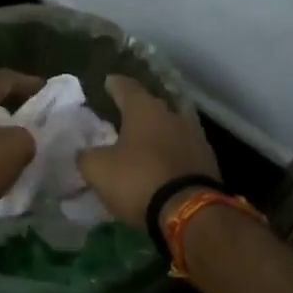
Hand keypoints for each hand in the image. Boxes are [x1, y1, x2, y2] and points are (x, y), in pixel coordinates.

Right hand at [77, 75, 219, 223]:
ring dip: (156, 133)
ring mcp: (195, 137)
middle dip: (137, 110)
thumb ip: (86, 156)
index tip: (108, 81)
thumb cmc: (138, 180)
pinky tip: (161, 163)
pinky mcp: (207, 161)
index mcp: (144, 110)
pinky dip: (170, 153)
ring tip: (142, 141)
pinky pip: (182, 150)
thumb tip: (85, 153)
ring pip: (170, 127)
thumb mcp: (98, 169)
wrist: (189, 210)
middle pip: (152, 106)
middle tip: (122, 115)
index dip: (114, 84)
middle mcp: (172, 115)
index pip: (126, 87)